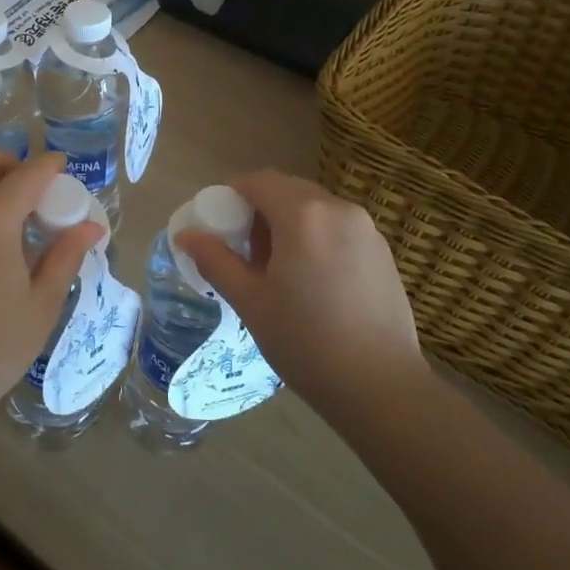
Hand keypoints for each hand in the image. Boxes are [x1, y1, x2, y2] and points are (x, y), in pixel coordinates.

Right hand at [176, 171, 423, 413]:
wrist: (381, 387)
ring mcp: (367, 229)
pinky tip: (312, 282)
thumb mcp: (250, 301)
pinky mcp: (383, 252)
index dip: (231, 195)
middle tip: (244, 251)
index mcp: (303, 214)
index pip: (258, 181)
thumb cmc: (306, 341)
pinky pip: (338, 228)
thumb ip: (215, 260)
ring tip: (278, 270)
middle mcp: (338, 209)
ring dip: (289, 223)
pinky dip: (316, 237)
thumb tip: (185, 235)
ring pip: (315, 209)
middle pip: (288, 190)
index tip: (218, 225)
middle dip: (260, 209)